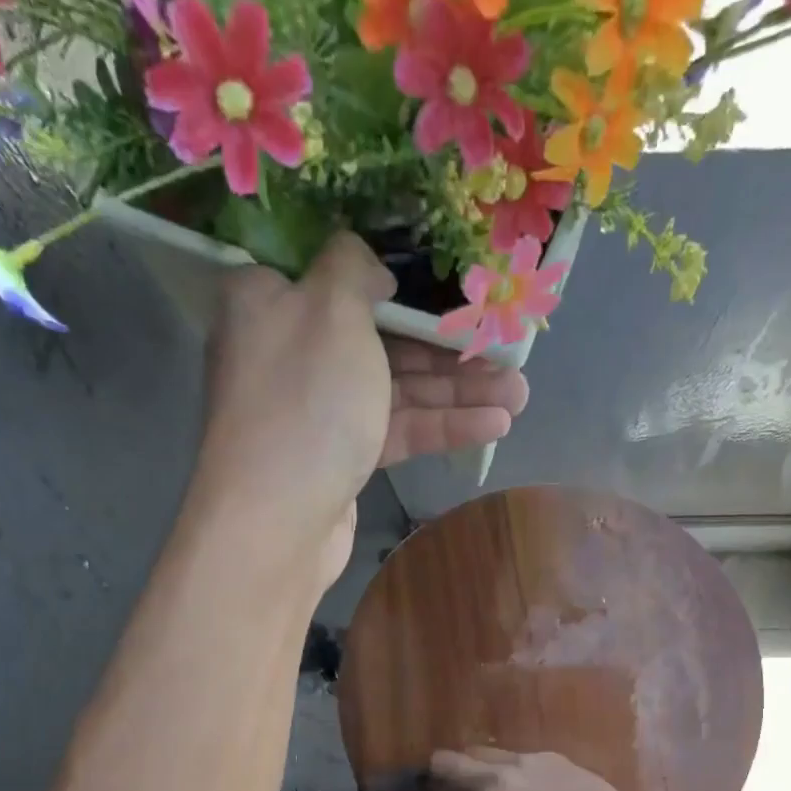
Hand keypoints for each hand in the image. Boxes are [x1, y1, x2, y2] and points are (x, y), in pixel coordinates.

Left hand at [192, 234, 529, 589]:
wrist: (277, 521)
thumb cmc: (305, 400)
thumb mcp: (331, 309)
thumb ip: (354, 269)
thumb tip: (371, 270)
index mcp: (270, 300)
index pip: (336, 275)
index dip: (399, 279)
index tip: (451, 284)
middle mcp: (291, 351)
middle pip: (380, 337)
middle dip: (448, 346)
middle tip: (507, 348)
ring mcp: (318, 410)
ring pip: (396, 389)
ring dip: (458, 391)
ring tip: (520, 394)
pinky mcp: (341, 457)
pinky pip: (395, 429)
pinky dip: (441, 426)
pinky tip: (493, 425)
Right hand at [388, 749, 635, 790]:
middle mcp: (490, 783)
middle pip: (443, 762)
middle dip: (432, 776)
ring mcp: (517, 763)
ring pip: (473, 751)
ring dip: (464, 765)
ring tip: (474, 781)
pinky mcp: (542, 755)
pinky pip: (506, 754)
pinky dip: (497, 766)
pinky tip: (515, 782)